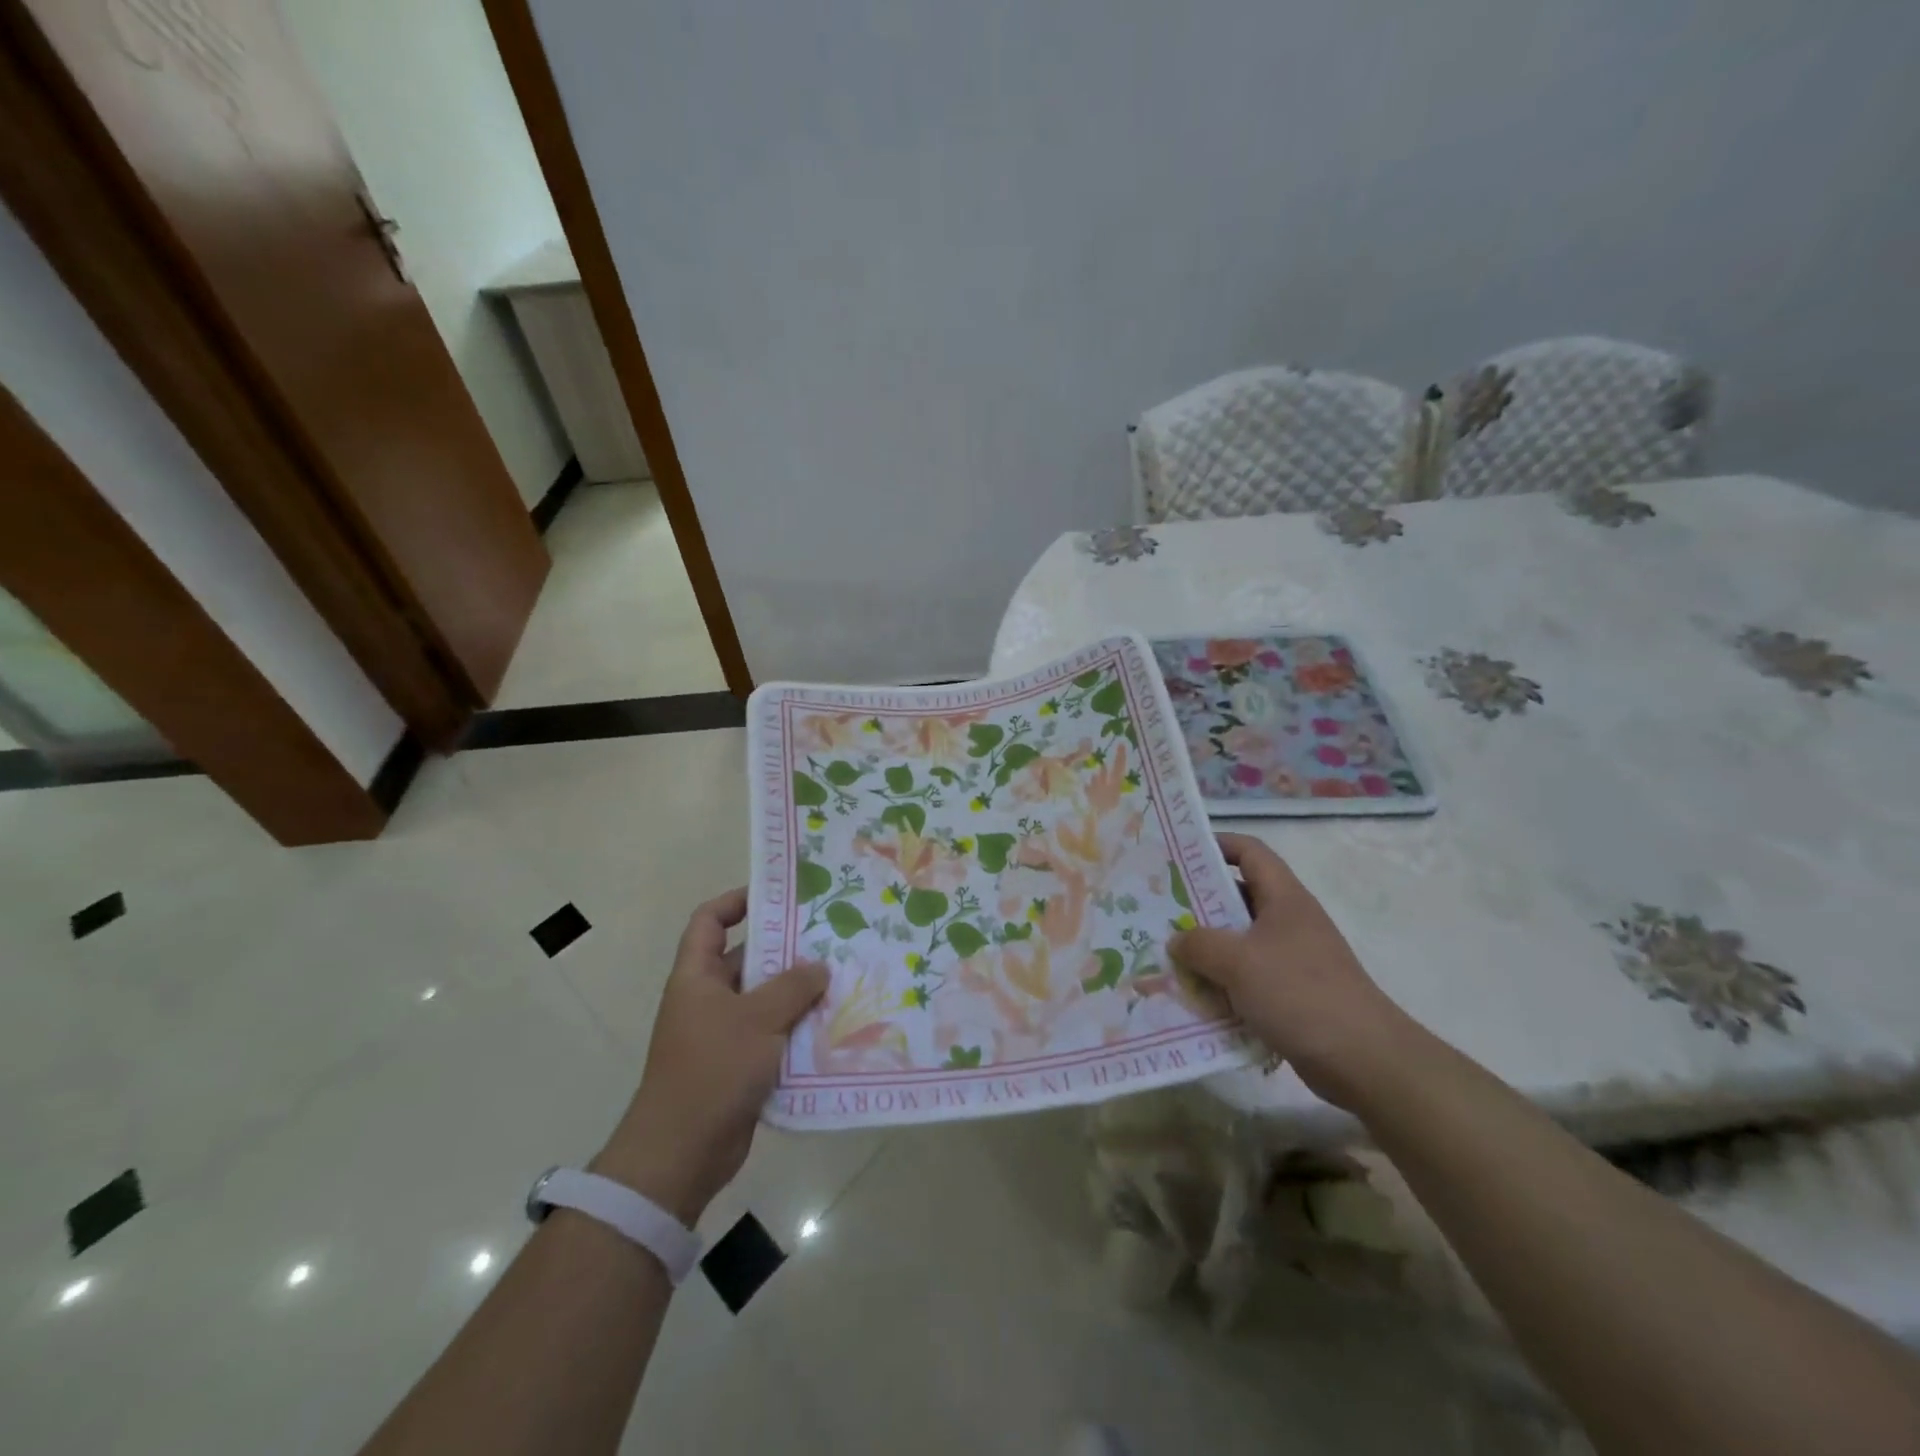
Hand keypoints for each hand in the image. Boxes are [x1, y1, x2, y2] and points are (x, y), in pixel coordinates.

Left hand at [592, 888, 827, 1223]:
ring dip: (798, 992)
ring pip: (765, 999)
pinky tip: (833, 1025)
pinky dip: (797, 1029)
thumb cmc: (712, 1070)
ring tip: (842, 978)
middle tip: (830, 937)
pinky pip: (772, 1034)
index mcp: (697, 976)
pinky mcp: (739, 1065)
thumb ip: (793, 986)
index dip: (737, 901)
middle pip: (746, 959)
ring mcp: (722, 1033)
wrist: (681, 1154)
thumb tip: (820, 966)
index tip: (778, 896)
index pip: (709, 921)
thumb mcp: (757, 1019)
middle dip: (786, 949)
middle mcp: (707, 999)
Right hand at [1168, 834, 1418, 1109]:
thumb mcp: (1238, 962)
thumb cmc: (1299, 994)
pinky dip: (1223, 982)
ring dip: (1207, 948)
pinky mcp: (1292, 992)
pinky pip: (1248, 976)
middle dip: (1199, 903)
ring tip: (1169, 954)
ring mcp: (1293, 958)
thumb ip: (1199, 944)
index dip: (1216, 845)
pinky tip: (1196, 996)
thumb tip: (1177, 940)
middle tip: (1160, 910)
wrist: (1363, 1060)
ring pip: (1240, 940)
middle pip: (1239, 897)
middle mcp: (1289, 921)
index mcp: (1284, 898)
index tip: (1179, 856)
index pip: (1249, 852)